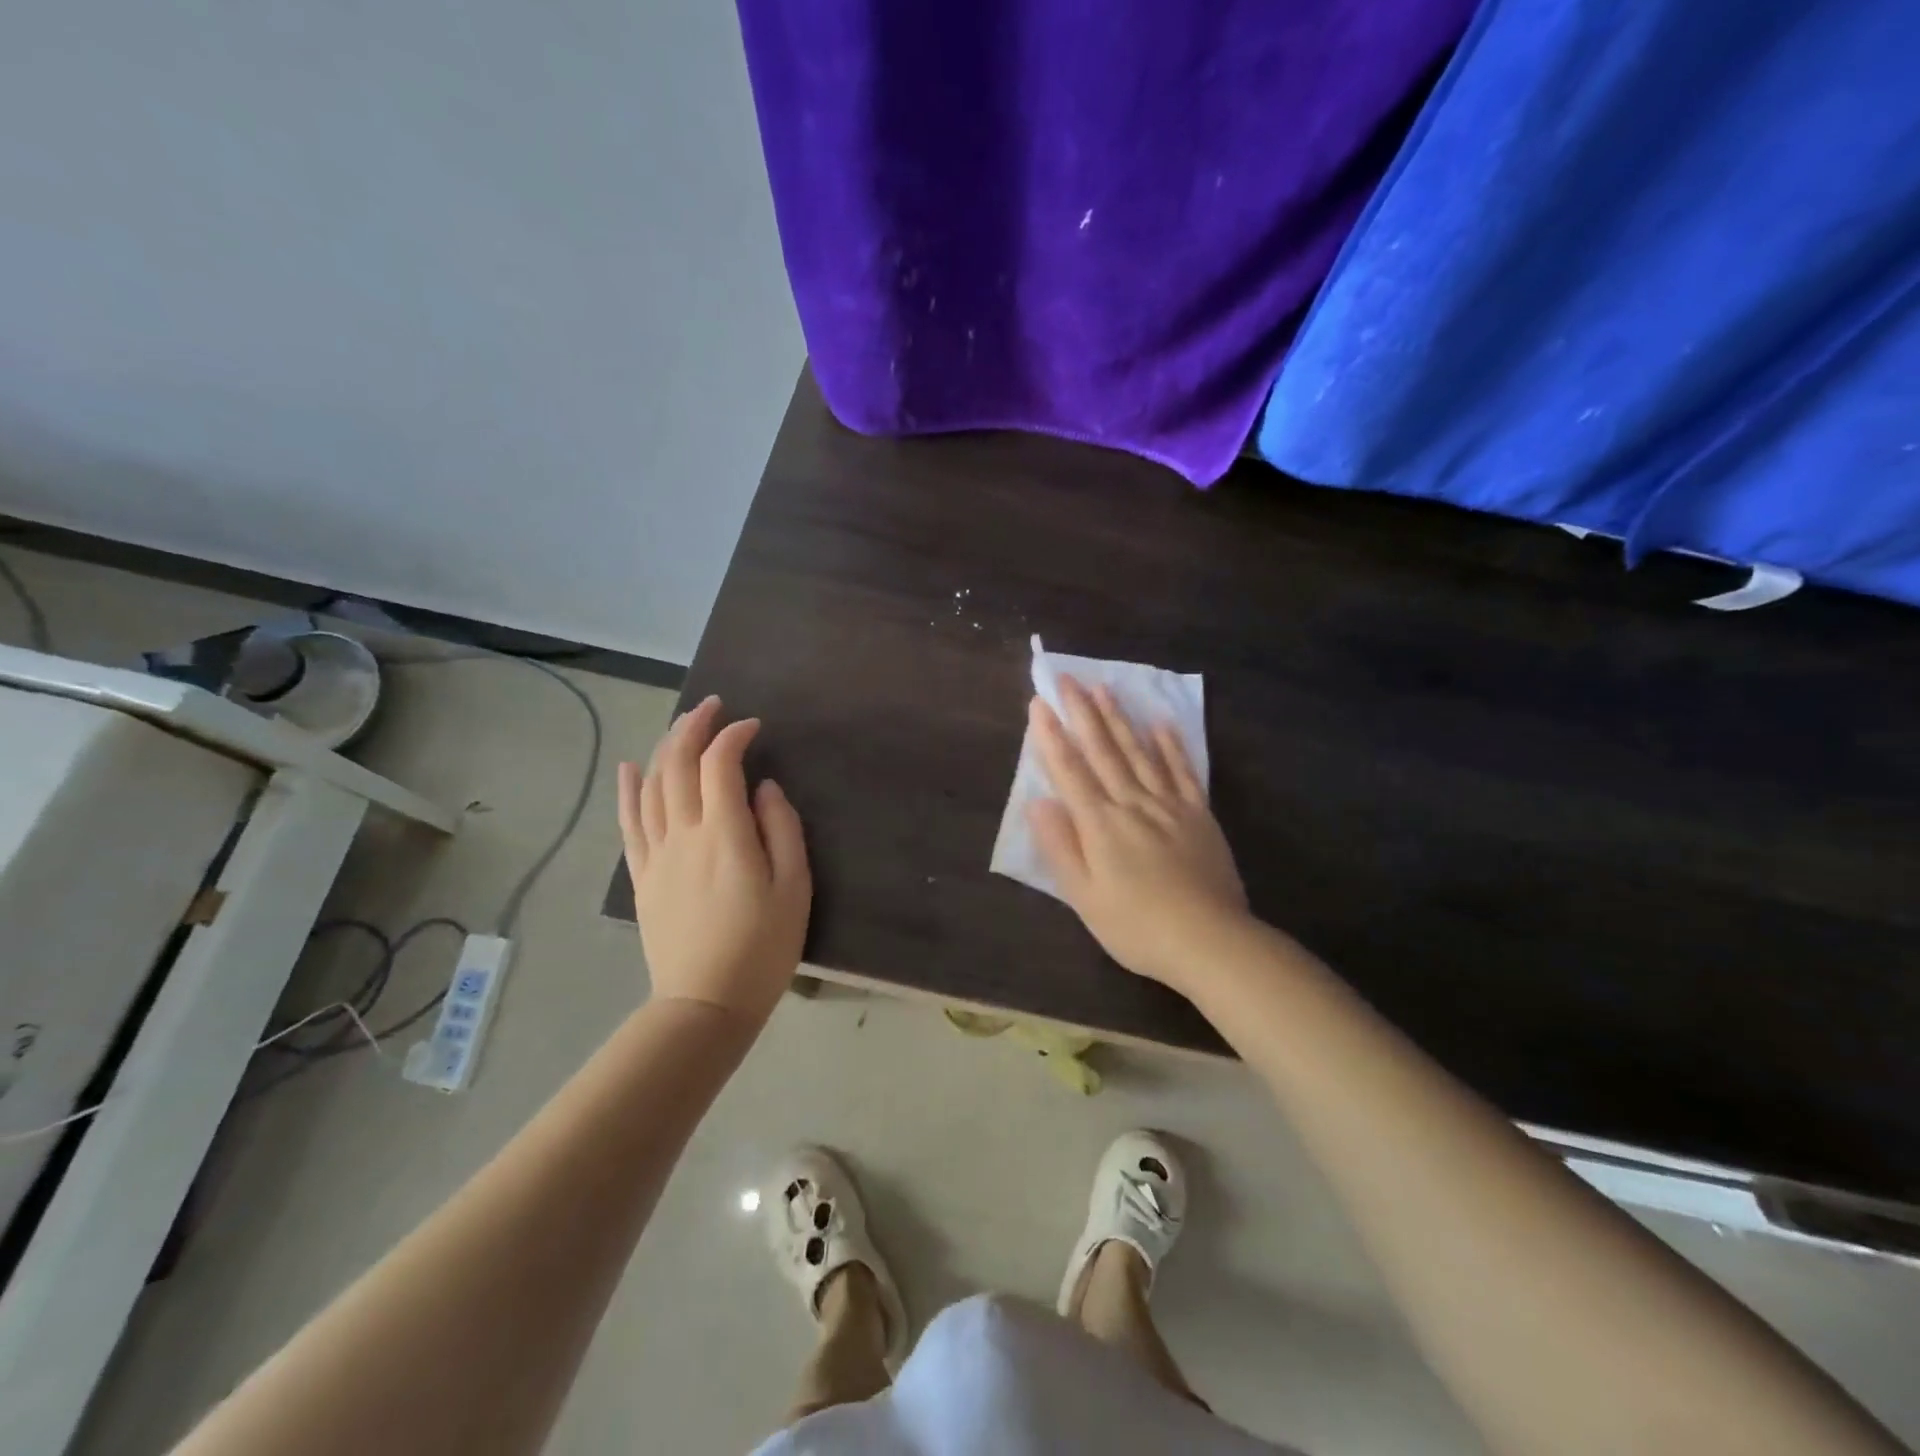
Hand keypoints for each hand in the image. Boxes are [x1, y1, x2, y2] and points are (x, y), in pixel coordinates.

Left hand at [617, 696, 810, 1028]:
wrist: (706, 1003)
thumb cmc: (762, 947)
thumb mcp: (795, 888)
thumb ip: (782, 830)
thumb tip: (765, 789)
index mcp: (724, 835)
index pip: (721, 765)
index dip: (734, 736)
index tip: (754, 727)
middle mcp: (683, 834)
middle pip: (679, 765)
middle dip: (694, 727)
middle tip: (713, 707)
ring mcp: (656, 854)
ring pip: (652, 786)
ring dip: (666, 748)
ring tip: (682, 726)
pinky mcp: (642, 876)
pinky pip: (629, 823)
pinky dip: (629, 790)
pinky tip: (632, 767)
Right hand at [1027, 677, 1248, 995]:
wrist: (1209, 941)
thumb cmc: (1136, 926)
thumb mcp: (1084, 897)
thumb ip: (1060, 846)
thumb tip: (1037, 802)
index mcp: (1100, 824)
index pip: (1070, 770)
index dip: (1051, 736)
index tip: (1039, 704)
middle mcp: (1132, 803)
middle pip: (1103, 751)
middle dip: (1082, 712)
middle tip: (1067, 678)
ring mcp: (1169, 805)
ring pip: (1139, 752)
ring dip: (1120, 718)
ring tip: (1105, 687)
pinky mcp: (1198, 814)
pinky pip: (1183, 772)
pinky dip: (1171, 746)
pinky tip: (1162, 723)